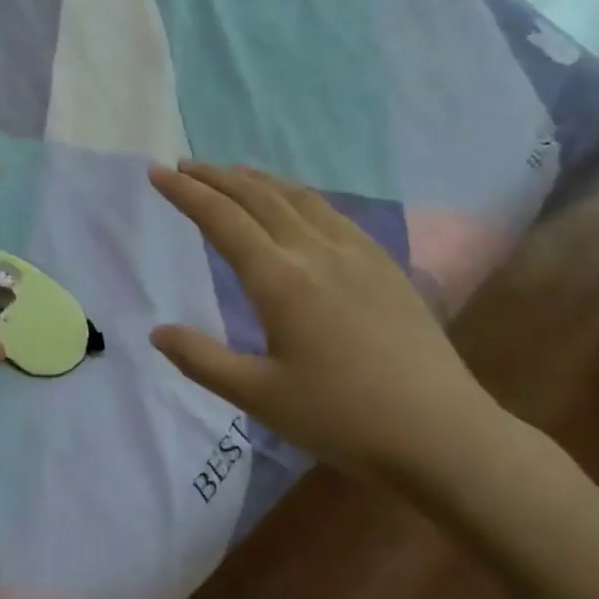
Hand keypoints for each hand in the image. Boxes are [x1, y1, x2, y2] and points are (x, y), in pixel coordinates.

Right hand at [147, 162, 510, 483]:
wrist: (441, 432)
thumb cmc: (343, 418)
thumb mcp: (259, 397)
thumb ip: (202, 360)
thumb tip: (157, 331)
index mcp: (280, 280)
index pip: (222, 220)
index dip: (186, 194)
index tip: (157, 173)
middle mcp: (315, 251)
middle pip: (258, 196)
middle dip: (216, 176)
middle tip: (184, 166)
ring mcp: (355, 252)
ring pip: (297, 196)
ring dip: (257, 179)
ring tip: (231, 173)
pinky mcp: (383, 262)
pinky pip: (330, 210)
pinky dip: (297, 194)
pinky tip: (294, 203)